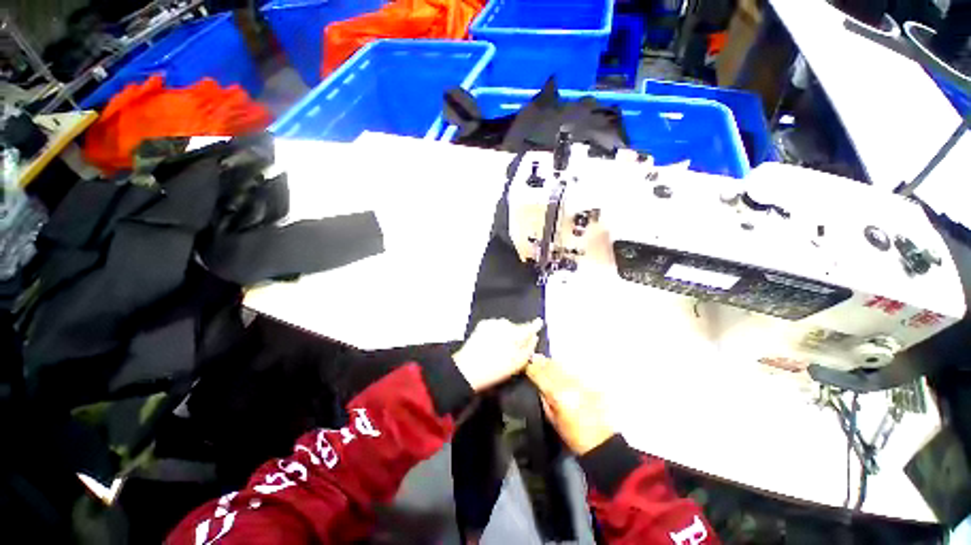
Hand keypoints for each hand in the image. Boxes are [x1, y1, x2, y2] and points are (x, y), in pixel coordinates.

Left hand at [453, 318, 542, 391]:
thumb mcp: (518, 363)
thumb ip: (529, 348)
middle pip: (516, 327)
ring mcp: (493, 322)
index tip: (539, 322)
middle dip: (517, 334)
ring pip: (505, 327)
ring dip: (506, 333)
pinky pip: (495, 327)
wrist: (468, 368)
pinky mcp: (483, 324)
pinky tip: (491, 344)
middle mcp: (505, 324)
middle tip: (514, 348)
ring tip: (500, 348)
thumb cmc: (496, 369)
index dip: (535, 324)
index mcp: (516, 333)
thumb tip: (534, 337)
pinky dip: (496, 332)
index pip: (530, 326)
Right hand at [526, 354, 614, 454]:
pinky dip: (564, 368)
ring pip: (561, 365)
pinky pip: (572, 371)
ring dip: (551, 362)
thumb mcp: (553, 420)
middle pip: (550, 366)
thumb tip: (538, 386)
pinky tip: (560, 368)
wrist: (601, 442)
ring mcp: (579, 381)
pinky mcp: (588, 383)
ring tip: (544, 360)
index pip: (539, 374)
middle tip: (533, 358)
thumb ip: (544, 399)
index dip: (530, 367)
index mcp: (556, 394)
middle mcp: (567, 383)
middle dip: (540, 361)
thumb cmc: (573, 436)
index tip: (525, 364)